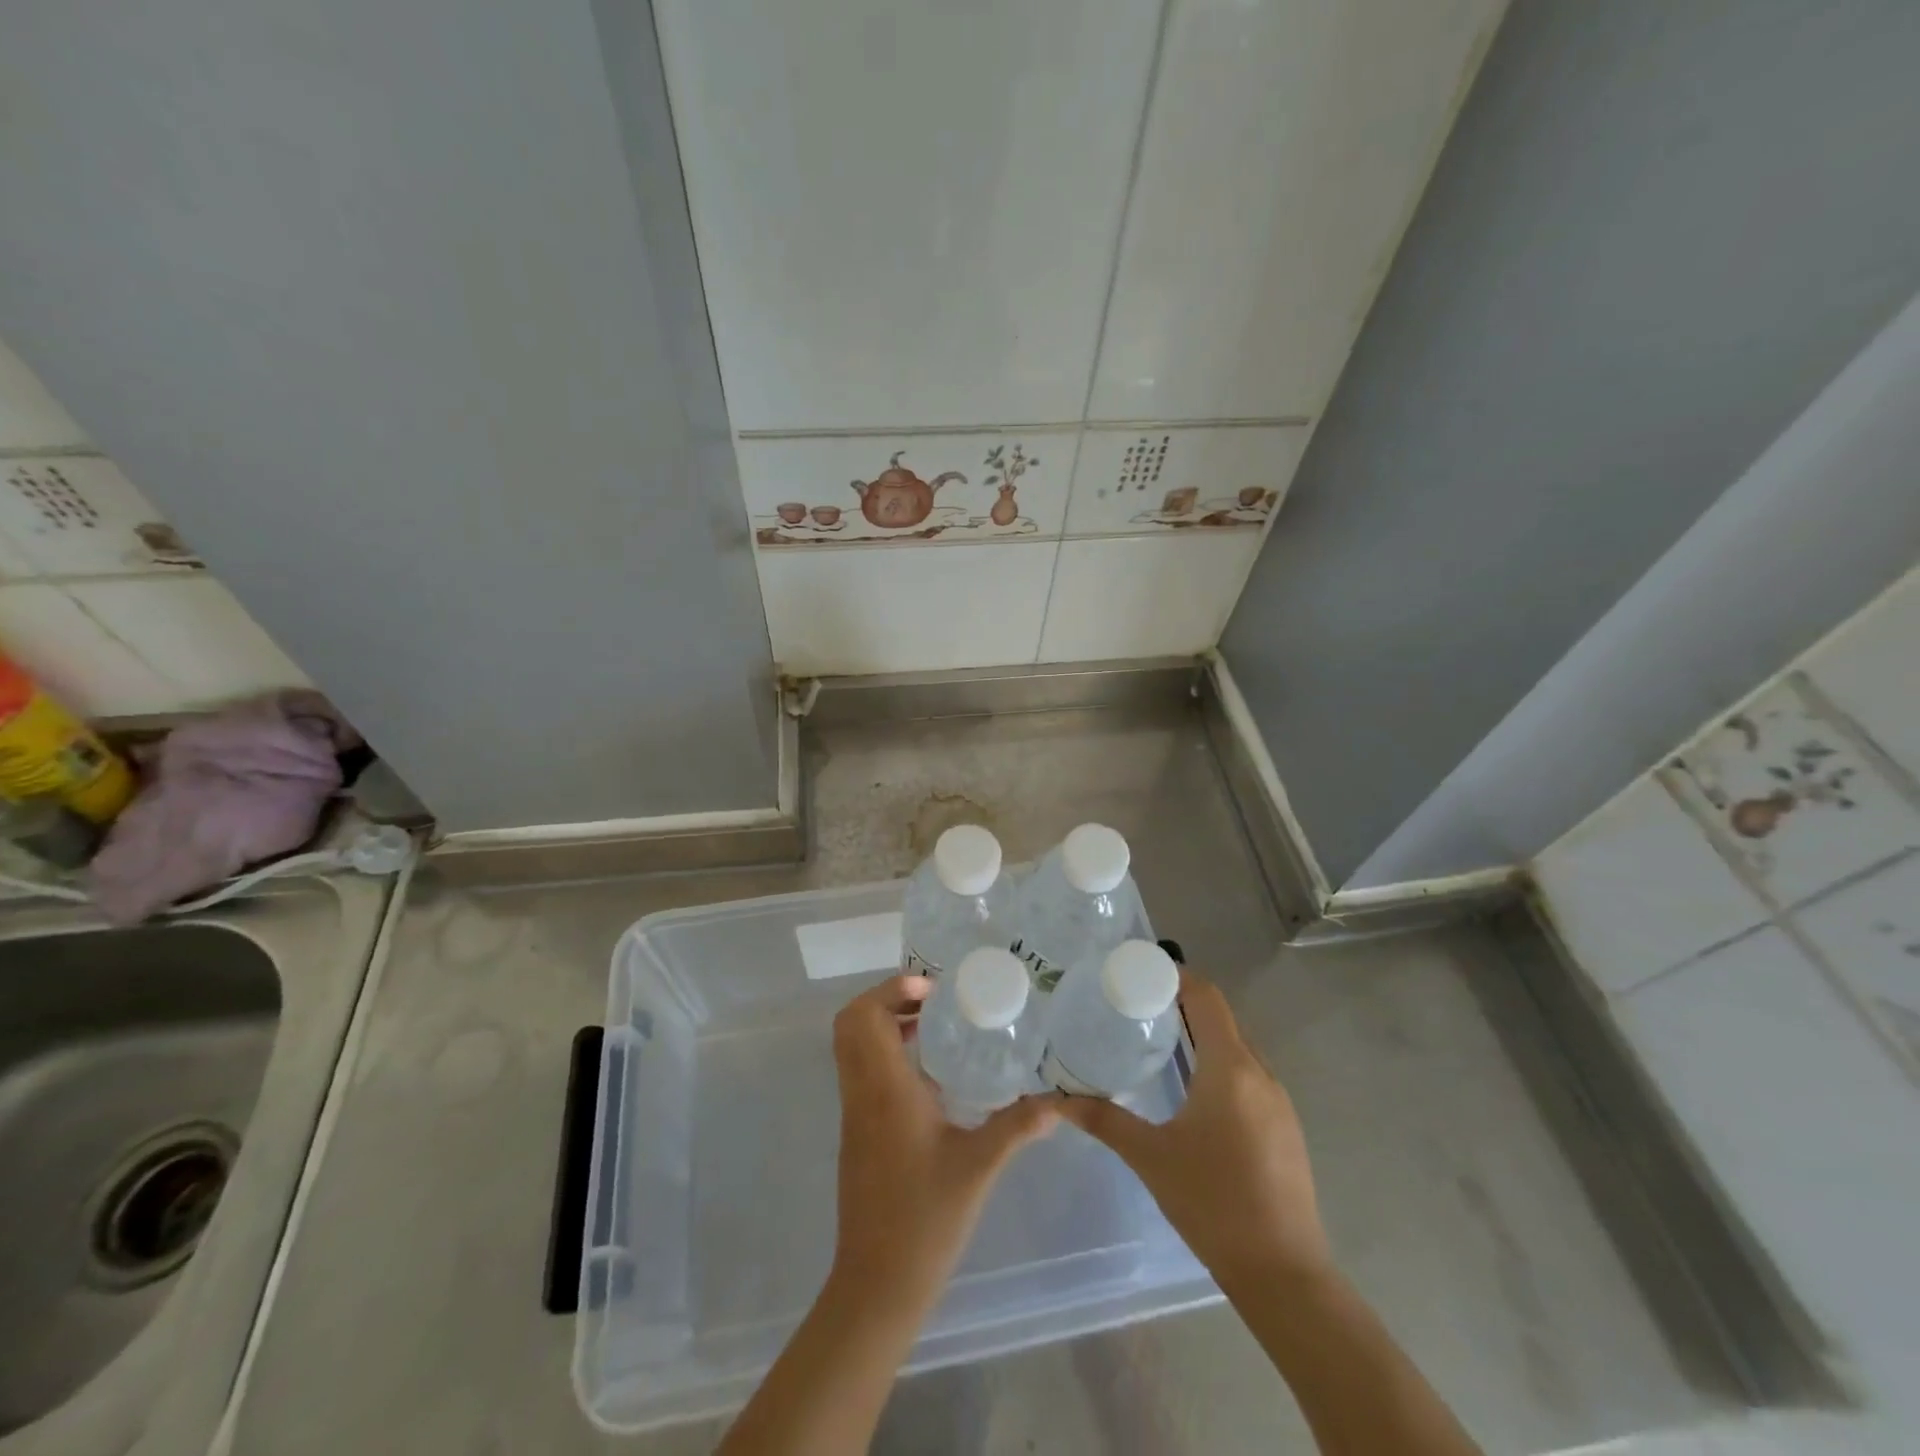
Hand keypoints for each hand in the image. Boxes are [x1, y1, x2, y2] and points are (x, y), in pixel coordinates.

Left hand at [829, 976, 1058, 1312]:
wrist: (877, 1283)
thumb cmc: (926, 1219)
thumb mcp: (979, 1167)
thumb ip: (1018, 1127)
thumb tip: (1058, 1102)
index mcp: (885, 1089)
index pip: (865, 1016)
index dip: (892, 990)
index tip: (933, 990)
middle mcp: (861, 1092)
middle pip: (851, 1023)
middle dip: (886, 1000)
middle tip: (932, 1002)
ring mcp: (853, 1112)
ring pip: (852, 1047)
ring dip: (884, 1025)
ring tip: (934, 1027)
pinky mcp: (856, 1132)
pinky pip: (860, 1071)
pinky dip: (884, 1053)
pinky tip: (929, 1074)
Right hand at [1057, 970, 1330, 1290]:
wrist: (1284, 1274)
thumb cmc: (1213, 1204)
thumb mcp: (1151, 1157)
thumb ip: (1104, 1120)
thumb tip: (1057, 1099)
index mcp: (1230, 1068)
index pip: (1207, 997)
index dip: (1177, 975)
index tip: (1140, 971)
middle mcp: (1260, 1073)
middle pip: (1222, 1018)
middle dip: (1183, 1003)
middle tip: (1138, 1003)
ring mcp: (1279, 1101)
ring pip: (1238, 1047)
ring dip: (1203, 1034)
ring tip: (1160, 1038)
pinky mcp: (1285, 1126)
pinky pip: (1249, 1074)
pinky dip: (1220, 1063)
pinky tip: (1194, 1089)